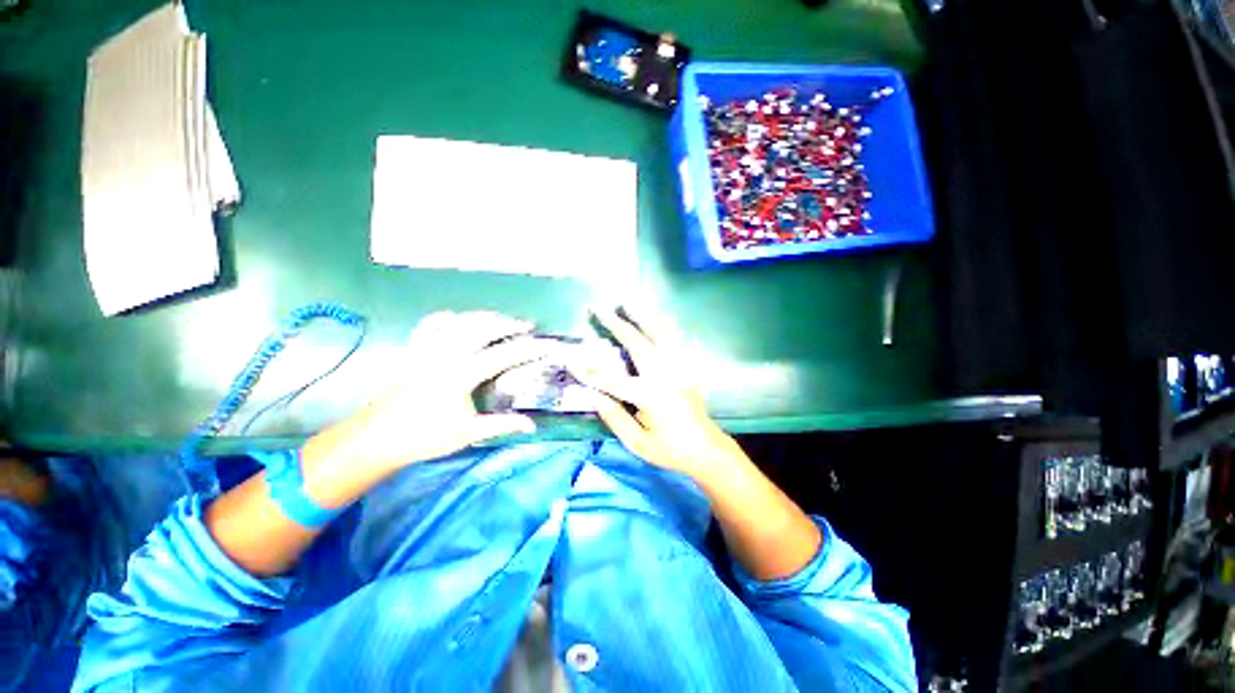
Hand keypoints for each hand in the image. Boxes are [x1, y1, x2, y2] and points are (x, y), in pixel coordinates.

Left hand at [317, 311, 552, 471]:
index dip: (526, 348)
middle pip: (480, 328)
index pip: (501, 355)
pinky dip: (447, 317)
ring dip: (482, 316)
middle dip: (507, 323)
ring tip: (500, 319)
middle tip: (525, 325)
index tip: (544, 343)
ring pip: (458, 321)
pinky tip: (459, 319)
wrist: (376, 439)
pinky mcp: (412, 350)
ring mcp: (426, 349)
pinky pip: (430, 324)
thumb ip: (502, 425)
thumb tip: (531, 425)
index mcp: (459, 377)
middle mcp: (443, 356)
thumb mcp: (468, 433)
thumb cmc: (424, 438)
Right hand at [567, 306, 746, 480]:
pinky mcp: (687, 367)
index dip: (589, 369)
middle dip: (615, 324)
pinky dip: (666, 325)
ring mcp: (679, 368)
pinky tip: (658, 316)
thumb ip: (614, 417)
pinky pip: (677, 339)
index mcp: (650, 396)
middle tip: (599, 308)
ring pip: (660, 333)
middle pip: (637, 343)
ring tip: (628, 302)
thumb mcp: (637, 442)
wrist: (705, 448)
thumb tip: (591, 395)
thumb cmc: (669, 449)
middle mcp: (665, 375)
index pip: (611, 379)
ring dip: (642, 316)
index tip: (570, 357)